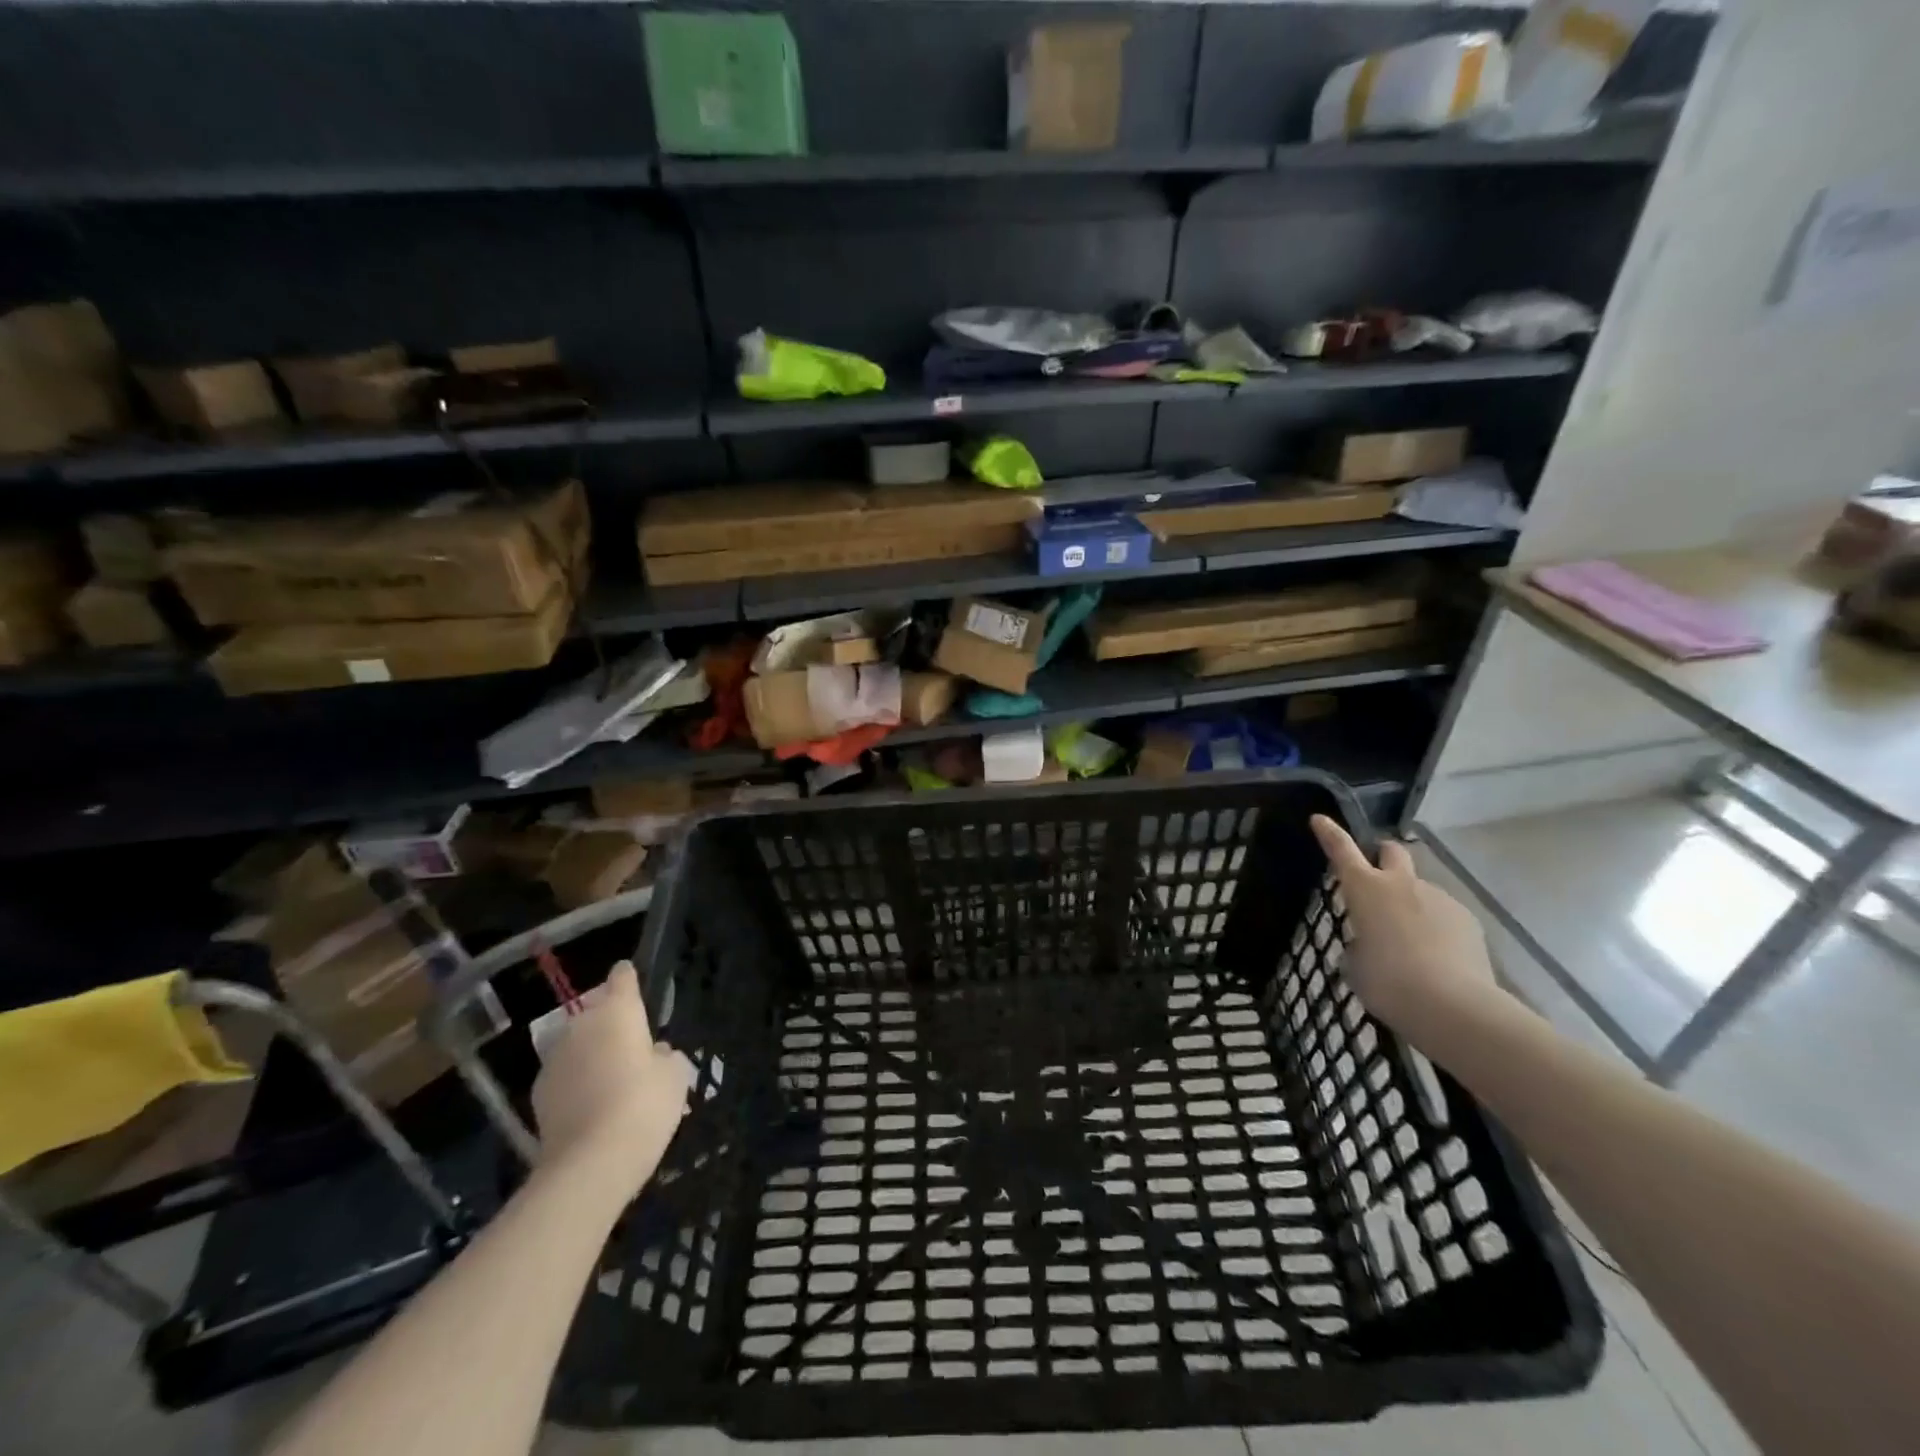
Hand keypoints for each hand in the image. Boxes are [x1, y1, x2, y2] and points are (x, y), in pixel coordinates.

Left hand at [530, 960, 692, 1196]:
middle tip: (634, 1045)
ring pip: (579, 1045)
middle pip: (597, 1013)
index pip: (622, 978)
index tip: (633, 980)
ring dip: (593, 1053)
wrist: (589, 1164)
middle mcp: (581, 1025)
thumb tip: (652, 1053)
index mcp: (618, 1011)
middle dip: (612, 1023)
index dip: (629, 978)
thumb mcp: (674, 1075)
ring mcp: (555, 1059)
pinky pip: (566, 1075)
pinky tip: (594, 1104)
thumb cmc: (644, 1105)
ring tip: (614, 1078)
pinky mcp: (539, 1094)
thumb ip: (664, 1056)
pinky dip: (578, 1081)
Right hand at [1309, 815, 1501, 1033]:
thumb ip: (1360, 945)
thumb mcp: (1356, 965)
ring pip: (1421, 890)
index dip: (1329, 833)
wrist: (1453, 1006)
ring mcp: (1439, 899)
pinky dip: (1437, 928)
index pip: (1341, 851)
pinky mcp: (1468, 920)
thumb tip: (1371, 944)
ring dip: (1412, 905)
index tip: (1320, 819)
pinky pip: (1445, 915)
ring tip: (1412, 944)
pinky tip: (1438, 959)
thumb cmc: (1388, 982)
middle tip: (1378, 877)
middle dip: (1383, 856)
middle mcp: (1402, 884)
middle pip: (1392, 851)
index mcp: (1365, 890)